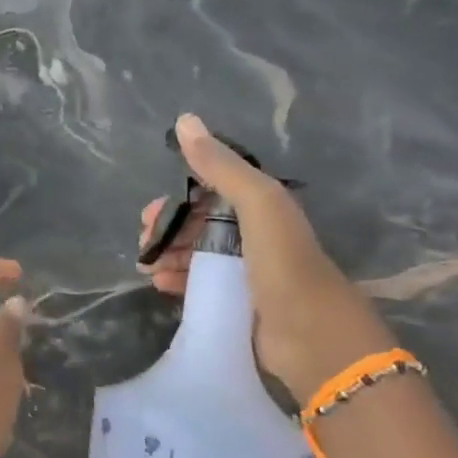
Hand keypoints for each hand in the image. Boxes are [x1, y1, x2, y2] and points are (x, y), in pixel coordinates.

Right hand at [138, 114, 395, 401]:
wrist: (314, 338)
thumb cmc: (285, 263)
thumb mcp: (257, 204)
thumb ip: (221, 166)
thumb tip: (184, 120)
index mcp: (262, 207)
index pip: (210, 192)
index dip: (178, 198)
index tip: (150, 213)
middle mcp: (254, 235)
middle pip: (199, 224)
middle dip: (167, 229)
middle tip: (144, 243)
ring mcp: (246, 272)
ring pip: (196, 254)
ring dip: (168, 255)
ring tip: (147, 266)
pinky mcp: (238, 304)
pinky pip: (199, 284)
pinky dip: (178, 280)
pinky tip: (160, 285)